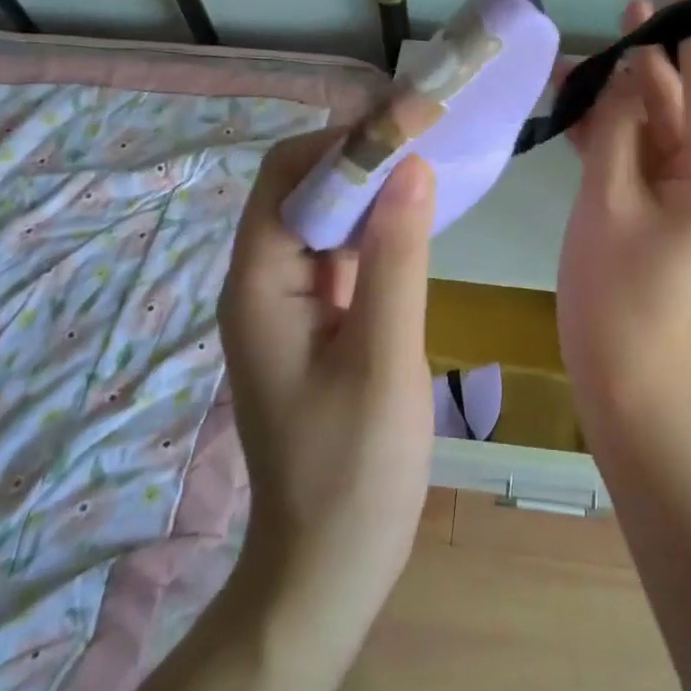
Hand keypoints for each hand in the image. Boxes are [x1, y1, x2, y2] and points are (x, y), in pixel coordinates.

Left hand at [216, 130, 436, 673]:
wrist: (327, 568)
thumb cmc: (353, 470)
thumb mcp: (383, 357)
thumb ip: (397, 257)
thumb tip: (410, 164)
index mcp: (260, 283)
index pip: (287, 175)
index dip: (343, 141)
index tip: (407, 123)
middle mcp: (263, 281)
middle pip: (303, 189)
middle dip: (360, 156)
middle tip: (428, 134)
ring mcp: (289, 303)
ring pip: (325, 219)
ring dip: (371, 188)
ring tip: (430, 161)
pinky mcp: (316, 322)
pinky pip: (340, 253)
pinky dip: (376, 227)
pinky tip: (418, 220)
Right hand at [557, 0, 690, 419]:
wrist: (622, 377)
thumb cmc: (617, 292)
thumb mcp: (609, 199)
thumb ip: (618, 127)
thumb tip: (625, 74)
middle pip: (681, 99)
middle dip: (647, 60)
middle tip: (624, 13)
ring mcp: (687, 193)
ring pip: (653, 125)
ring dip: (617, 97)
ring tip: (574, 59)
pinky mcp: (661, 207)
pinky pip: (639, 155)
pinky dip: (610, 133)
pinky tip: (574, 106)